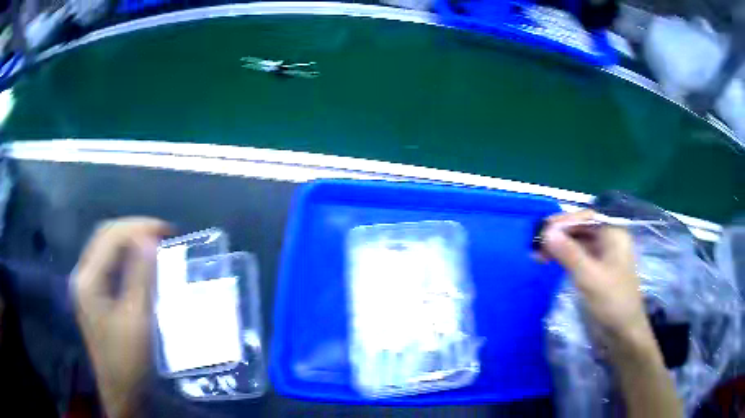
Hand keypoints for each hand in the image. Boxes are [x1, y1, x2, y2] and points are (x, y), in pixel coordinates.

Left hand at [73, 218, 170, 417]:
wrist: (121, 392)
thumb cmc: (128, 361)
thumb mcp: (137, 320)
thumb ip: (140, 277)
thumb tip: (149, 239)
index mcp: (88, 280)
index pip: (111, 237)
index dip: (139, 227)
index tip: (168, 231)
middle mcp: (82, 276)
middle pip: (104, 235)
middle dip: (133, 228)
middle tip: (162, 234)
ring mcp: (86, 286)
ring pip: (105, 247)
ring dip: (129, 240)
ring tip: (154, 243)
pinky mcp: (93, 295)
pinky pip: (107, 262)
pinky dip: (125, 255)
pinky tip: (139, 262)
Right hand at [540, 210, 653, 350]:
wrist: (623, 332)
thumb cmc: (612, 302)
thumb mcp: (590, 277)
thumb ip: (569, 253)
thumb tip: (546, 232)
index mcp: (614, 234)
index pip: (586, 218)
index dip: (564, 221)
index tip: (543, 231)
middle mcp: (609, 240)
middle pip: (581, 228)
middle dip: (559, 234)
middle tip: (536, 244)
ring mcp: (603, 256)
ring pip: (577, 243)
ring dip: (559, 246)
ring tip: (538, 254)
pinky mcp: (596, 270)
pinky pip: (578, 256)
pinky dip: (563, 257)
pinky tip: (550, 261)